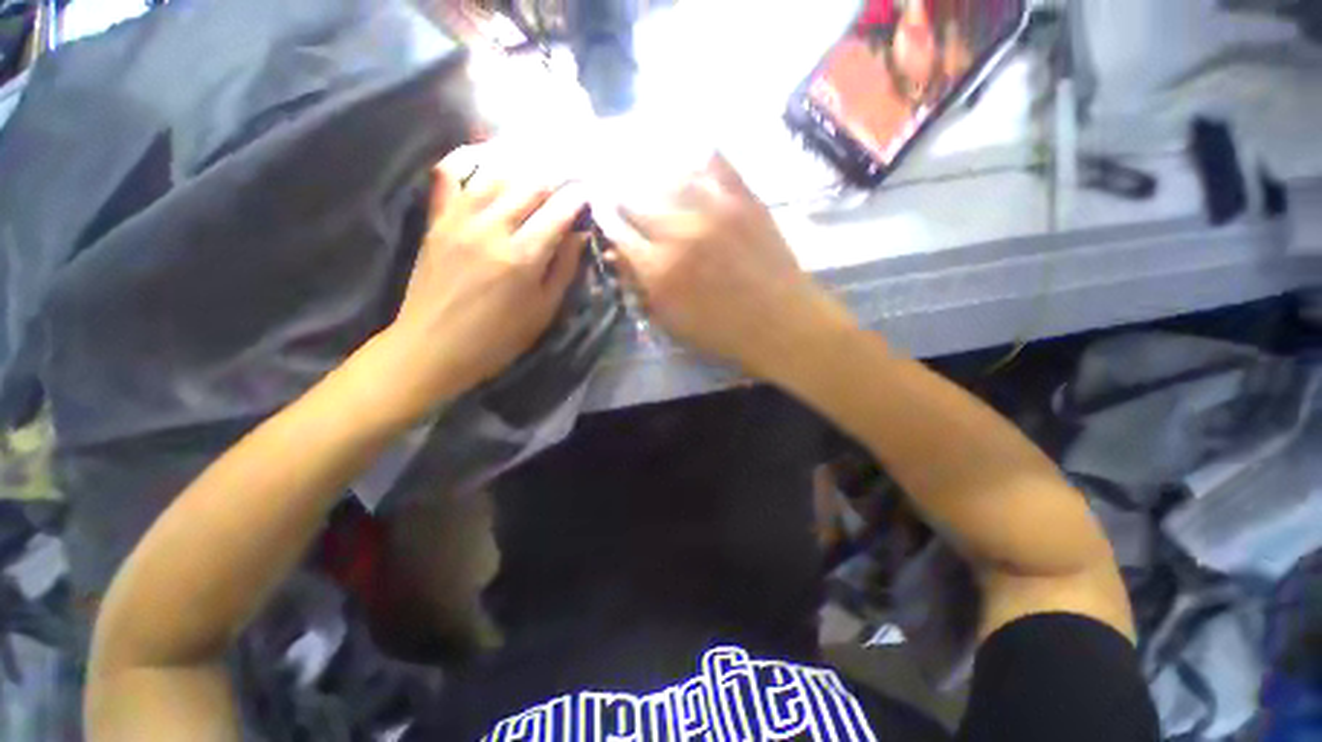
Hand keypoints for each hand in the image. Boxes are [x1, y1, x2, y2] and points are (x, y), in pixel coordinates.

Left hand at [379, 145, 587, 419]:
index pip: (558, 213)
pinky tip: (485, 158)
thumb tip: (579, 235)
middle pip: (530, 186)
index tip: (589, 193)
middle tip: (570, 178)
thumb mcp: (542, 311)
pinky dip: (470, 162)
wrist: (432, 347)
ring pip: (496, 175)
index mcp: (522, 257)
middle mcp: (492, 228)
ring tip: (539, 168)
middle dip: (556, 178)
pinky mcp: (437, 221)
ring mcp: (459, 220)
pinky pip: (451, 178)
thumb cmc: (498, 338)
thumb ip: (564, 270)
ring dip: (523, 167)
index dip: (577, 199)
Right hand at [605, 154, 855, 379]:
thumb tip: (618, 257)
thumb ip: (641, 287)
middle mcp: (679, 232)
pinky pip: (716, 164)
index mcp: (659, 269)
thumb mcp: (672, 321)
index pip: (617, 232)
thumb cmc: (723, 332)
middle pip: (636, 200)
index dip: (605, 218)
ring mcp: (714, 210)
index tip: (600, 208)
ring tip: (647, 174)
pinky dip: (699, 157)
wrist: (781, 323)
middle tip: (618, 191)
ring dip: (652, 176)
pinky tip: (690, 156)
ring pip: (668, 177)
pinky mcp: (744, 199)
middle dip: (621, 196)